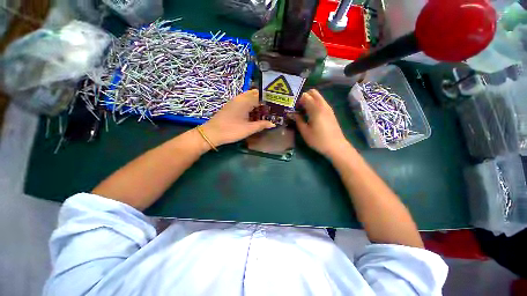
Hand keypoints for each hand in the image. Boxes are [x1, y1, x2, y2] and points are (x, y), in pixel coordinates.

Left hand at [201, 89, 274, 145]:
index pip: (259, 95)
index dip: (268, 98)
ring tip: (264, 111)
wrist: (212, 133)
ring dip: (256, 103)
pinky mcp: (230, 107)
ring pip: (248, 99)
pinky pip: (243, 103)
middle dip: (262, 100)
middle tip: (271, 108)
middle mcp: (239, 99)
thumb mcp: (248, 129)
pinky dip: (249, 106)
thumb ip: (261, 125)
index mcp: (244, 101)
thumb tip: (273, 123)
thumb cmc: (231, 130)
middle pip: (253, 95)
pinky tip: (253, 114)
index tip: (276, 103)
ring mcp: (234, 102)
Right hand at [295, 89, 350, 157]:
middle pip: (313, 92)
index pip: (305, 96)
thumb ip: (298, 120)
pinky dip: (315, 104)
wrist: (336, 146)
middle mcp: (323, 105)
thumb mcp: (305, 131)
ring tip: (304, 111)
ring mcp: (328, 108)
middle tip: (299, 107)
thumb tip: (293, 113)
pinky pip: (322, 102)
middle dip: (304, 97)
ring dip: (310, 100)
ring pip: (318, 97)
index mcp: (315, 109)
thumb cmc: (318, 140)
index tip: (294, 108)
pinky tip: (311, 114)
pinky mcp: (331, 113)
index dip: (298, 100)